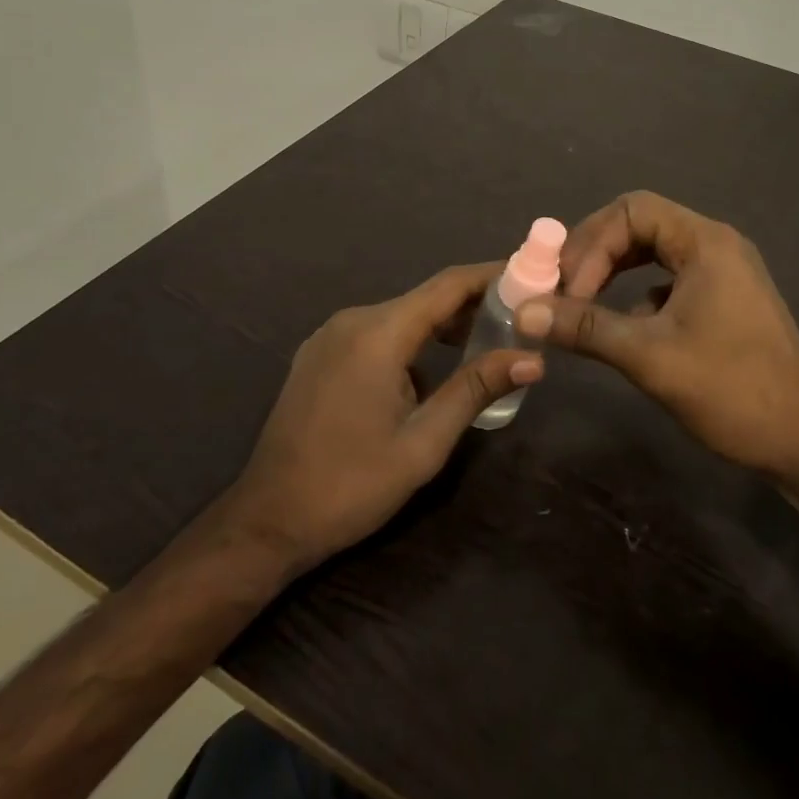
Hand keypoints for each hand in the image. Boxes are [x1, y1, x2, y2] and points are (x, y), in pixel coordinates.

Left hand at [222, 262, 542, 576]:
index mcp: (378, 333)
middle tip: (520, 318)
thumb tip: (533, 360)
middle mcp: (353, 320)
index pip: (448, 285)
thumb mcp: (423, 443)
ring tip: (488, 342)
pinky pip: (378, 332)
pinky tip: (434, 366)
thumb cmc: (350, 485)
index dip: (492, 276)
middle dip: (474, 304)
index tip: (532, 277)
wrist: (266, 522)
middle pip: (426, 297)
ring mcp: (331, 335)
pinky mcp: (320, 354)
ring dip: (443, 324)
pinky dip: (413, 339)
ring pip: (402, 315)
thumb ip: (475, 389)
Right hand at [518, 191, 798, 482]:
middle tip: (562, 289)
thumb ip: (587, 328)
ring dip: (614, 271)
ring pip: (654, 251)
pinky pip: (669, 278)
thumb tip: (524, 312)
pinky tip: (622, 326)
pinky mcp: (724, 299)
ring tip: (581, 302)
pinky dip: (637, 292)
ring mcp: (723, 272)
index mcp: (705, 242)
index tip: (568, 291)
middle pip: (641, 224)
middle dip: (597, 253)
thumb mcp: (651, 357)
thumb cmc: (733, 390)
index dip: (592, 244)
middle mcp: (716, 244)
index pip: (632, 211)